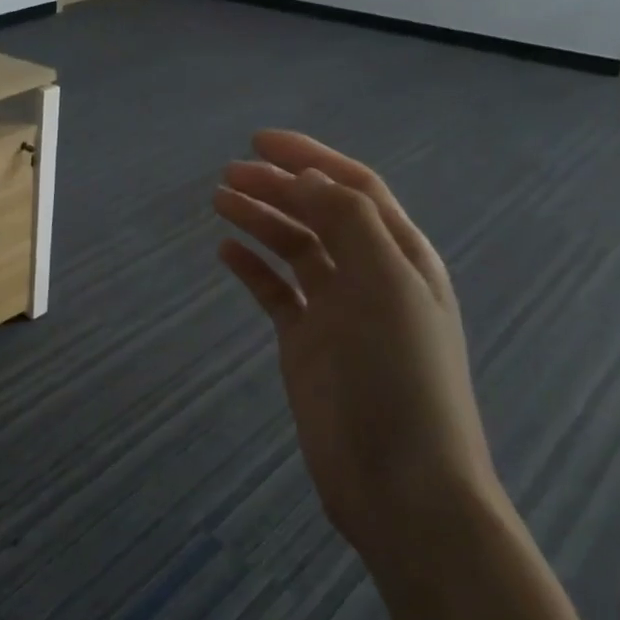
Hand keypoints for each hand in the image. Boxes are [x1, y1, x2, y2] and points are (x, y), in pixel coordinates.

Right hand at [213, 131, 502, 569]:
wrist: (398, 479)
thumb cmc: (400, 376)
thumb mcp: (384, 286)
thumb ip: (349, 223)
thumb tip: (305, 178)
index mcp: (401, 256)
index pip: (353, 188)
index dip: (309, 157)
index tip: (258, 141)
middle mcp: (370, 275)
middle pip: (318, 213)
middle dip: (276, 187)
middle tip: (227, 175)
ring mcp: (336, 310)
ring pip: (294, 249)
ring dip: (260, 221)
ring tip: (218, 202)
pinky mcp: (307, 342)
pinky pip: (276, 292)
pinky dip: (252, 268)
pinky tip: (226, 253)